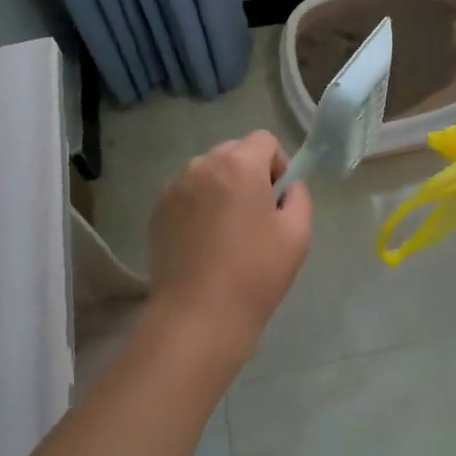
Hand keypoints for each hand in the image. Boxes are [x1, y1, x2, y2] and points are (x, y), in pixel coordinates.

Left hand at [145, 131, 311, 367]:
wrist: (199, 316)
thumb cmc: (256, 272)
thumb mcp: (298, 233)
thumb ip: (299, 197)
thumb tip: (287, 188)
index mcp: (239, 165)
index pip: (264, 140)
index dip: (277, 163)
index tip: (278, 198)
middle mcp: (202, 166)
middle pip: (233, 152)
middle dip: (248, 172)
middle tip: (256, 214)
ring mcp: (174, 189)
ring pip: (207, 173)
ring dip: (222, 188)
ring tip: (228, 230)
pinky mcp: (157, 213)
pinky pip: (186, 195)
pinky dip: (199, 207)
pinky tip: (205, 243)